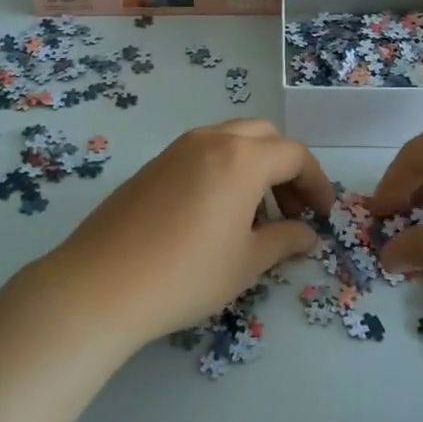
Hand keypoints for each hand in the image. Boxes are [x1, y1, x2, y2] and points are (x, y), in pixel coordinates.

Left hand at [22, 119, 334, 350]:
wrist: (100, 285)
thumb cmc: (186, 274)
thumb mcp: (246, 263)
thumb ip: (285, 241)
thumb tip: (307, 234)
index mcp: (242, 158)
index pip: (295, 155)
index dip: (317, 183)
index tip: (323, 215)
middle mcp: (211, 140)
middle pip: (264, 137)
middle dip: (286, 168)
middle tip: (290, 210)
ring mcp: (177, 149)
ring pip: (231, 140)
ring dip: (254, 167)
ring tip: (254, 216)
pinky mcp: (153, 165)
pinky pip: (202, 153)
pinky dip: (224, 170)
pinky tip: (215, 215)